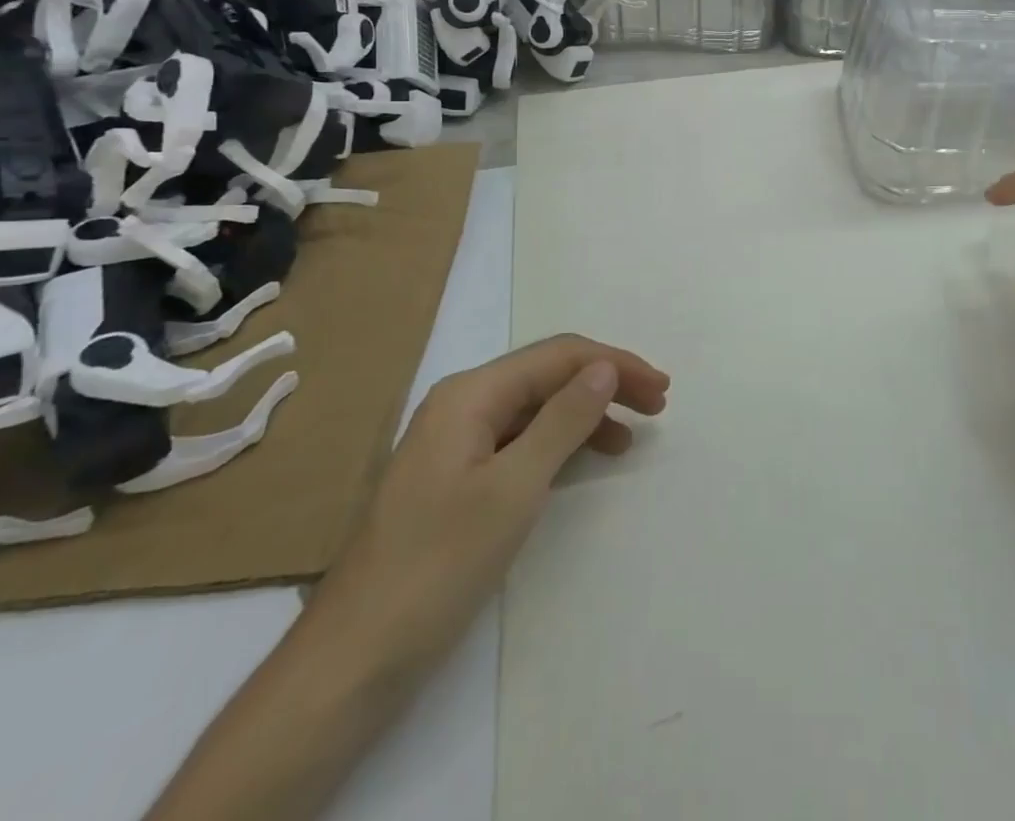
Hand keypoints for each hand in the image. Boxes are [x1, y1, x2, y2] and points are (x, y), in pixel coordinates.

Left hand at [306, 334, 669, 678]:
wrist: (354, 658)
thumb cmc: (438, 565)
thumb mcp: (514, 488)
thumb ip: (564, 420)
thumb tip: (605, 367)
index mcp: (471, 393)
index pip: (558, 356)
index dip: (615, 364)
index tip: (661, 388)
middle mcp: (463, 403)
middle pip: (548, 375)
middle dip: (605, 383)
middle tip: (658, 404)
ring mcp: (456, 441)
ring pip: (536, 407)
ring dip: (586, 413)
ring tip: (631, 437)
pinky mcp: (457, 476)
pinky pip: (520, 440)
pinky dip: (560, 443)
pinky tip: (585, 459)